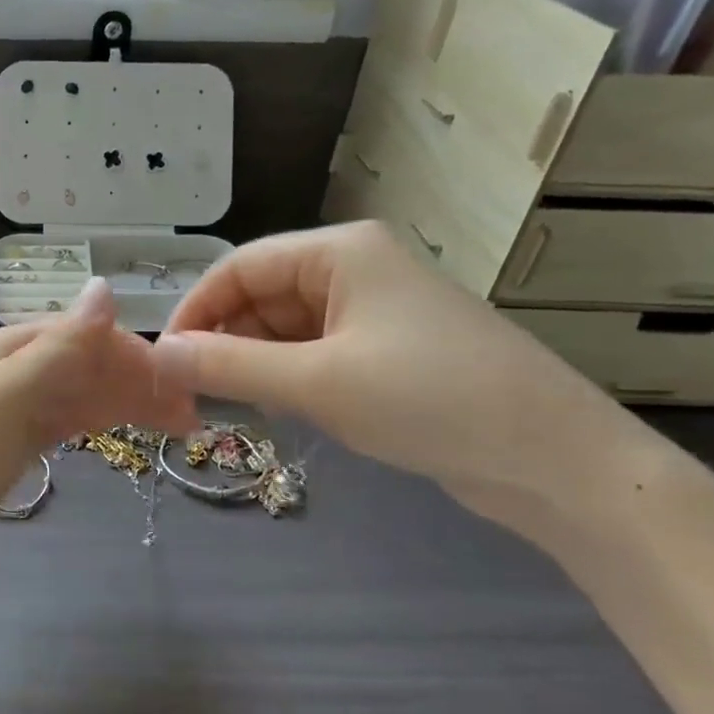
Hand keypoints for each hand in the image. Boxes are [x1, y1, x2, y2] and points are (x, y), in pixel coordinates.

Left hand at [0, 280, 196, 603]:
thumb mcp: (4, 398)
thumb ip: (59, 348)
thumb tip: (105, 287)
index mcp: (7, 349)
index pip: (83, 335)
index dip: (134, 353)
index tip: (183, 382)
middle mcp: (10, 374)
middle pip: (84, 365)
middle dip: (136, 382)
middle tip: (191, 416)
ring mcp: (7, 415)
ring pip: (76, 397)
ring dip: (122, 404)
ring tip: (174, 427)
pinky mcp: (7, 454)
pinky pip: (60, 427)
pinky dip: (92, 426)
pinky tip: (118, 432)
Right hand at [151, 221, 633, 520]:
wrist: (555, 461)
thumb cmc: (430, 400)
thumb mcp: (317, 382)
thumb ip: (229, 365)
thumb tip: (158, 355)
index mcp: (340, 252)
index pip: (240, 267)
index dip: (195, 309)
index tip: (163, 359)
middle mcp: (355, 270)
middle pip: (262, 295)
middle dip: (224, 340)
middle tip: (191, 393)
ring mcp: (374, 313)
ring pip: (286, 328)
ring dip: (253, 363)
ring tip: (230, 405)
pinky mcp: (388, 353)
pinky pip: (315, 354)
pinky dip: (287, 378)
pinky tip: (277, 409)